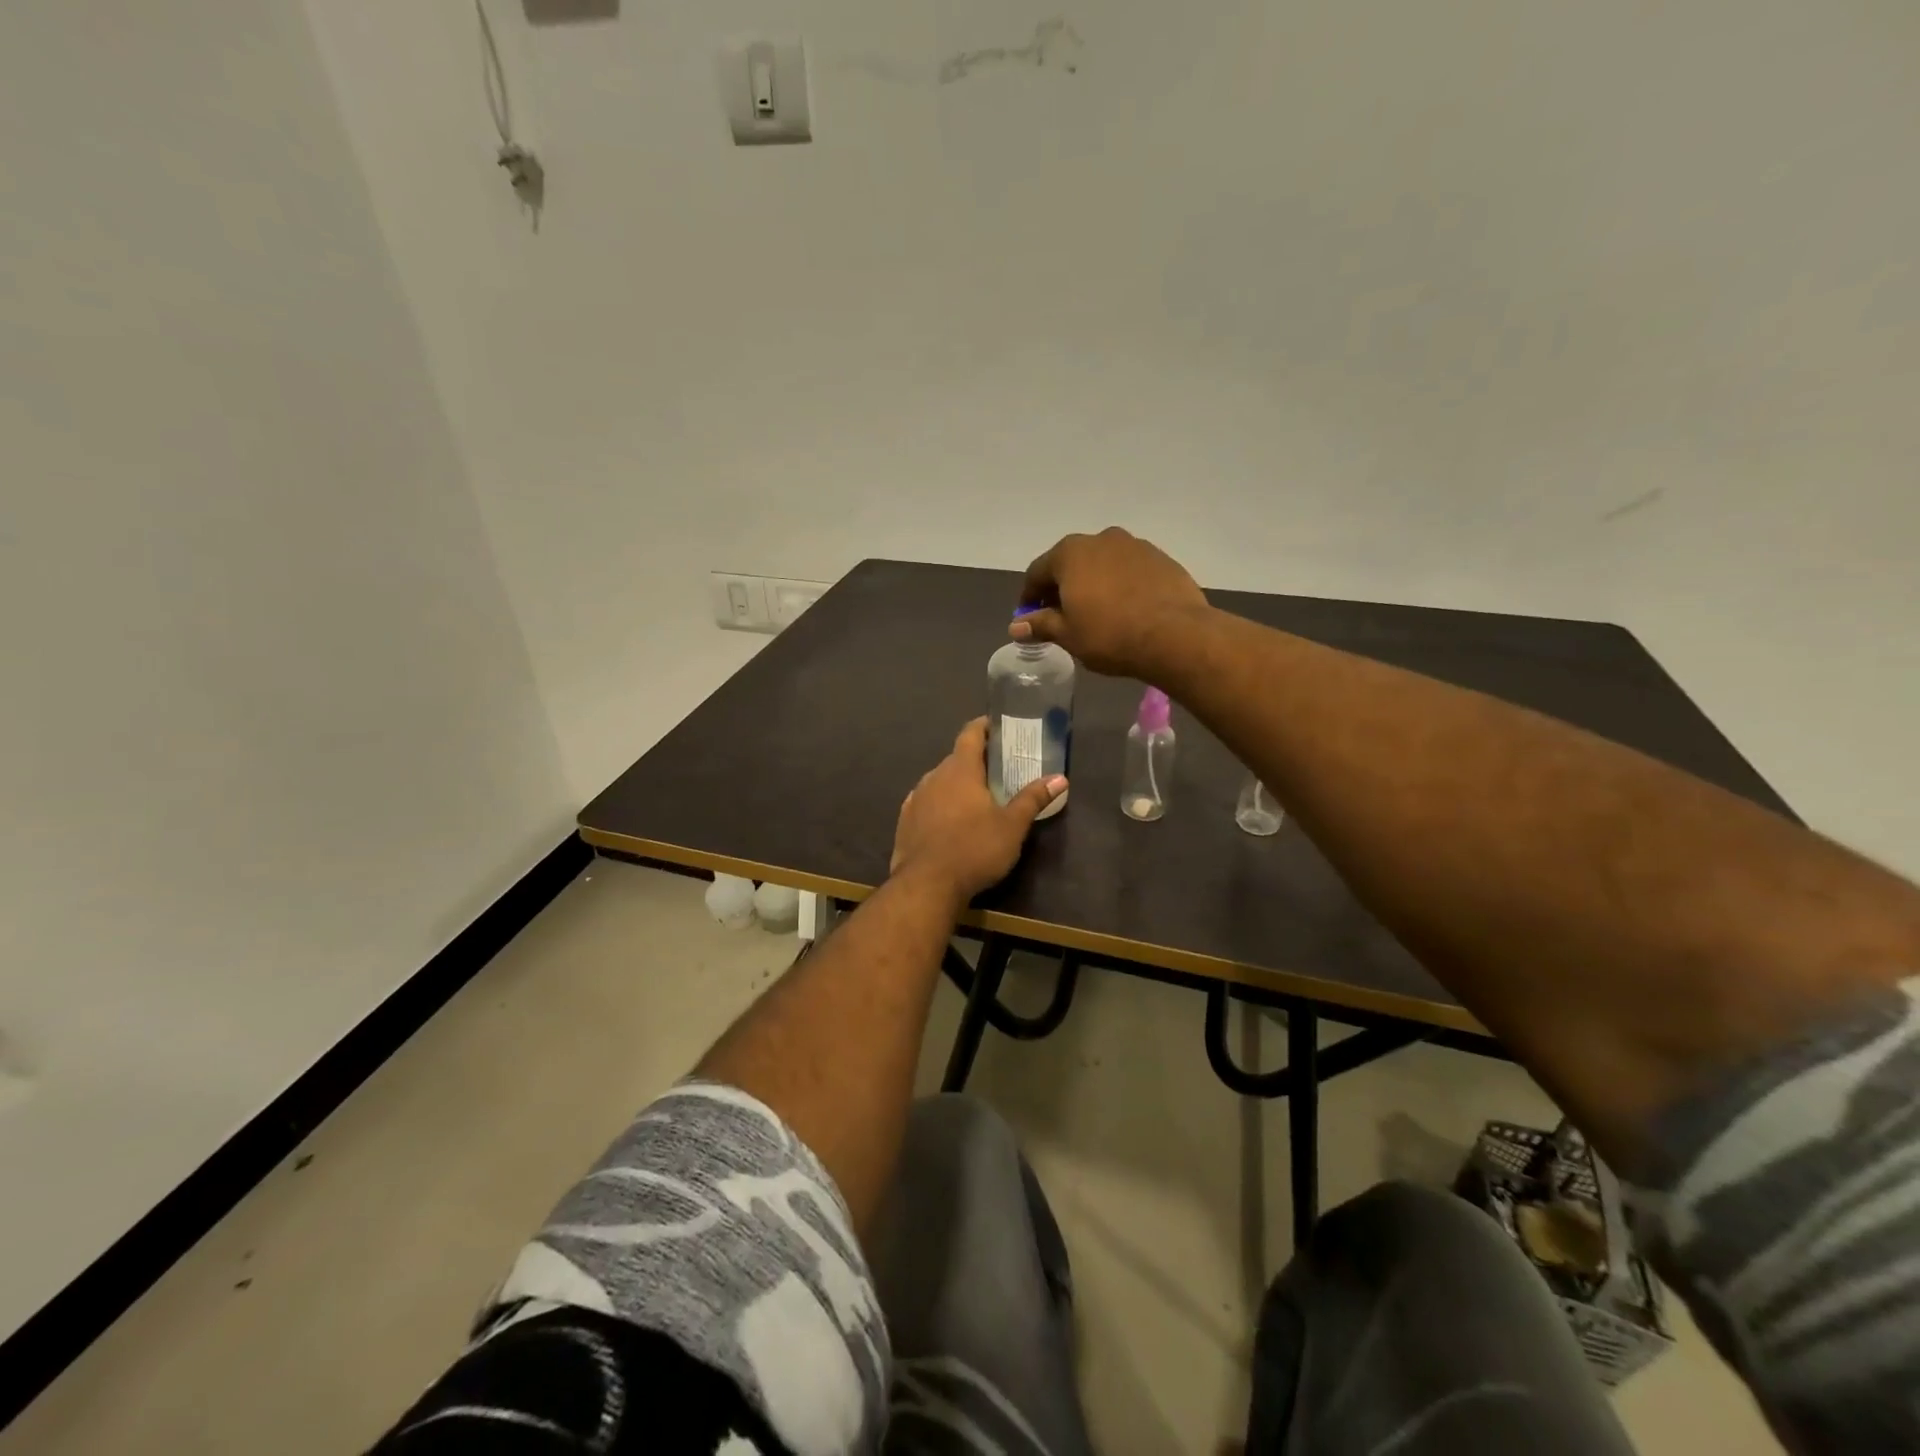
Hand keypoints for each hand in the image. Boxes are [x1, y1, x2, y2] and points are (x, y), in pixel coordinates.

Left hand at [890, 718, 1066, 903]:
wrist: (926, 886)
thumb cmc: (974, 849)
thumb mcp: (1012, 826)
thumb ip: (1033, 799)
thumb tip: (1060, 778)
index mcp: (959, 770)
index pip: (970, 734)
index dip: (984, 727)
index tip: (998, 729)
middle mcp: (933, 777)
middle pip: (956, 759)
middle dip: (976, 761)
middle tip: (998, 771)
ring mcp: (915, 799)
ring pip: (939, 782)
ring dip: (957, 785)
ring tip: (977, 799)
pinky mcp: (905, 822)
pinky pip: (927, 803)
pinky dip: (941, 805)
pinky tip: (951, 822)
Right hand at [1012, 527, 1209, 676]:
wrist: (1175, 635)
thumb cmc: (1110, 635)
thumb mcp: (1068, 635)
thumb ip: (1040, 625)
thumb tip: (1016, 626)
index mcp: (1070, 553)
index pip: (1037, 572)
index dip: (1029, 597)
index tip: (1029, 618)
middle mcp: (1100, 539)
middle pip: (1070, 563)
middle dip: (1062, 587)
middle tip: (1061, 616)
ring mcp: (1134, 545)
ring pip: (1102, 563)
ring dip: (1093, 583)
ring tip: (1096, 613)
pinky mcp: (1161, 558)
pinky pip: (1129, 570)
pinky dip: (1120, 584)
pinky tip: (1125, 609)